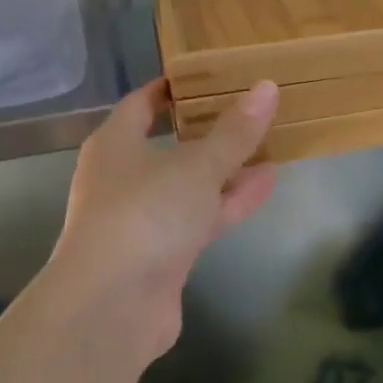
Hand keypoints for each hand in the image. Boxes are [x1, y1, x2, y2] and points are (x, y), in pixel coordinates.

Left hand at [48, 77, 279, 359]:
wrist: (112, 306)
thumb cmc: (145, 214)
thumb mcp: (196, 166)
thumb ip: (234, 132)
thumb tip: (266, 88)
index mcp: (115, 145)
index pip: (140, 104)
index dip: (169, 89)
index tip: (203, 76)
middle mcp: (123, 178)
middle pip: (169, 145)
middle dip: (206, 130)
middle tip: (247, 108)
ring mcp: (142, 219)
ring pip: (189, 184)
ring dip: (225, 167)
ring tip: (270, 142)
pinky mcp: (162, 255)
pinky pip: (199, 217)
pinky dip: (228, 201)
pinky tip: (266, 183)